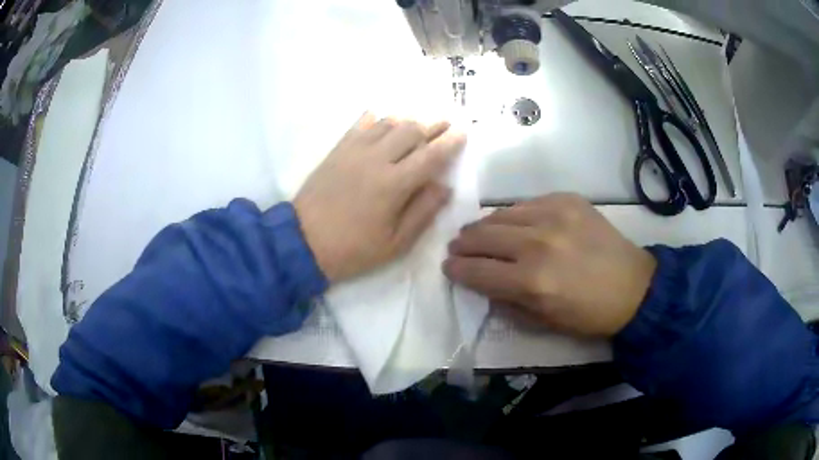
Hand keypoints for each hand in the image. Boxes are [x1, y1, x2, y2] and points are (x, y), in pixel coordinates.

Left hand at [294, 112, 465, 281]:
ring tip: (418, 126)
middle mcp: (376, 159)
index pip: (430, 155)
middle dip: (433, 126)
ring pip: (388, 122)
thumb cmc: (353, 249)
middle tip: (446, 125)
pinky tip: (383, 120)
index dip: (449, 143)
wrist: (303, 242)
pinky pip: (361, 124)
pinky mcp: (337, 150)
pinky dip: (377, 119)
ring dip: (407, 121)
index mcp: (394, 184)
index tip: (462, 133)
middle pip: (411, 130)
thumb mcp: (395, 243)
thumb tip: (445, 186)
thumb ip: (423, 212)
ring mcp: (354, 150)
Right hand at [443, 194, 656, 336]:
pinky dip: (514, 215)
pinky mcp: (568, 200)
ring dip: (483, 226)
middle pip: (483, 236)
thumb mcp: (543, 322)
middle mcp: (538, 244)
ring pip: (501, 214)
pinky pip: (527, 203)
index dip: (457, 269)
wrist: (634, 286)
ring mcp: (554, 216)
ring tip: (478, 232)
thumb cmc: (589, 314)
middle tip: (457, 247)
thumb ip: (507, 303)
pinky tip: (514, 223)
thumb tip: (483, 284)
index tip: (449, 266)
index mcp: (531, 282)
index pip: (477, 270)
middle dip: (463, 243)